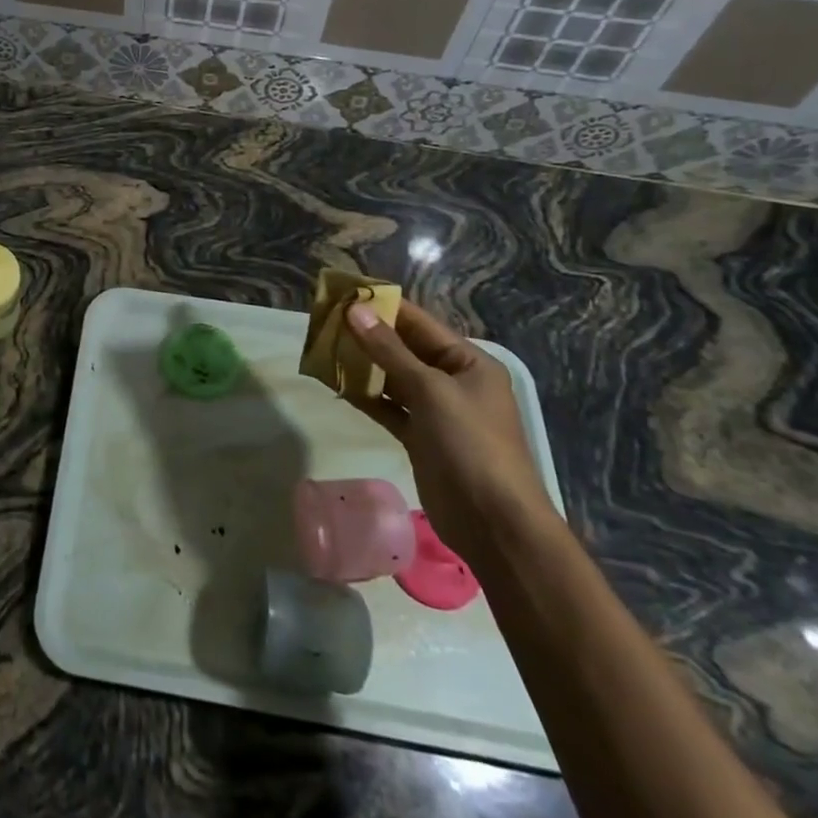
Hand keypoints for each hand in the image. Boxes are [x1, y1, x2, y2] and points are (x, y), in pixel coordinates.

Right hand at [344, 299, 558, 573]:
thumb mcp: (430, 390)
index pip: (419, 323)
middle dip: (367, 335)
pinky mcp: (420, 436)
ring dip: (362, 365)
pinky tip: (337, 386)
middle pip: (403, 348)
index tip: (344, 293)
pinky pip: (388, 406)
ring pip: (392, 377)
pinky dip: (366, 396)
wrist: (494, 524)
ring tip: (323, 349)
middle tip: (324, 321)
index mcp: (468, 362)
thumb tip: (355, 310)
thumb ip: (389, 350)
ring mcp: (436, 410)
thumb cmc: (471, 445)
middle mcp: (453, 380)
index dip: (383, 306)